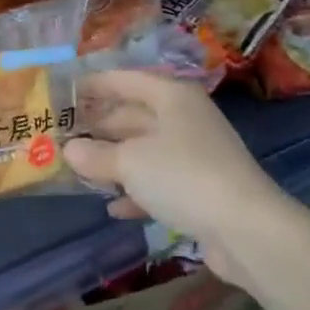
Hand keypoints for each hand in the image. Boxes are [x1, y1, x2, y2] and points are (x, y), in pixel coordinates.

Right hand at [64, 71, 285, 286]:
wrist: (246, 229)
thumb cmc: (184, 176)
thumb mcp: (132, 162)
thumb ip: (97, 155)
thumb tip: (69, 149)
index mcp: (172, 97)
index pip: (126, 80)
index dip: (95, 84)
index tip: (64, 92)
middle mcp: (185, 118)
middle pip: (134, 115)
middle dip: (100, 127)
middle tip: (63, 137)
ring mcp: (195, 154)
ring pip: (145, 150)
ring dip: (114, 161)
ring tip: (79, 170)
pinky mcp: (201, 189)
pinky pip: (159, 182)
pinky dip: (136, 191)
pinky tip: (113, 208)